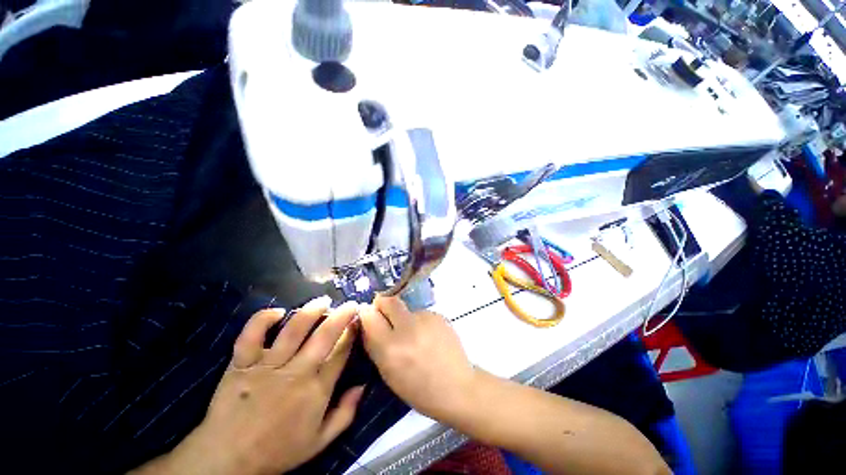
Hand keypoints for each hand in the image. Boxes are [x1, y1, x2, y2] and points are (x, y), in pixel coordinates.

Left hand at [163, 297, 364, 474]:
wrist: (227, 462)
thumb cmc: (277, 451)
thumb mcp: (319, 441)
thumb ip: (345, 413)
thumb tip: (363, 385)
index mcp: (316, 390)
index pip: (341, 353)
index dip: (352, 333)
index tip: (358, 321)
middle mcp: (296, 373)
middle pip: (324, 335)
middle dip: (341, 315)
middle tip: (350, 304)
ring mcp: (267, 366)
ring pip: (293, 330)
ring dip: (311, 311)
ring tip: (322, 301)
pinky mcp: (241, 364)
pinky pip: (251, 335)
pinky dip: (263, 319)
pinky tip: (277, 312)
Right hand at [359, 296, 475, 424]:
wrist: (457, 387)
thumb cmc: (419, 389)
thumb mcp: (388, 373)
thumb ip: (375, 345)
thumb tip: (367, 321)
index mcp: (390, 348)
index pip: (369, 315)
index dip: (367, 314)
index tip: (369, 317)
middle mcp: (407, 328)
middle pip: (388, 301)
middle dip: (383, 305)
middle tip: (387, 316)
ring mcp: (425, 319)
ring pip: (406, 308)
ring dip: (404, 317)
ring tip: (415, 335)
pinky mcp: (439, 315)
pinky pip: (421, 313)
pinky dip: (419, 322)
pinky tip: (429, 337)